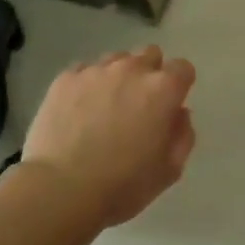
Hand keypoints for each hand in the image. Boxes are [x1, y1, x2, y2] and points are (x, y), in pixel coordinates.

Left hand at [19, 45, 196, 227]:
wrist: (61, 189)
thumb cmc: (122, 185)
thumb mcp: (169, 170)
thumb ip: (183, 135)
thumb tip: (180, 113)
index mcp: (162, 89)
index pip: (182, 68)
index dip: (179, 85)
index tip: (170, 105)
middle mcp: (131, 69)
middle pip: (150, 54)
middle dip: (150, 73)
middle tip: (139, 104)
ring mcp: (95, 70)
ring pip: (116, 60)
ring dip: (118, 76)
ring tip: (105, 106)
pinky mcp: (65, 78)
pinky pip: (84, 71)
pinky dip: (87, 84)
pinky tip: (79, 110)